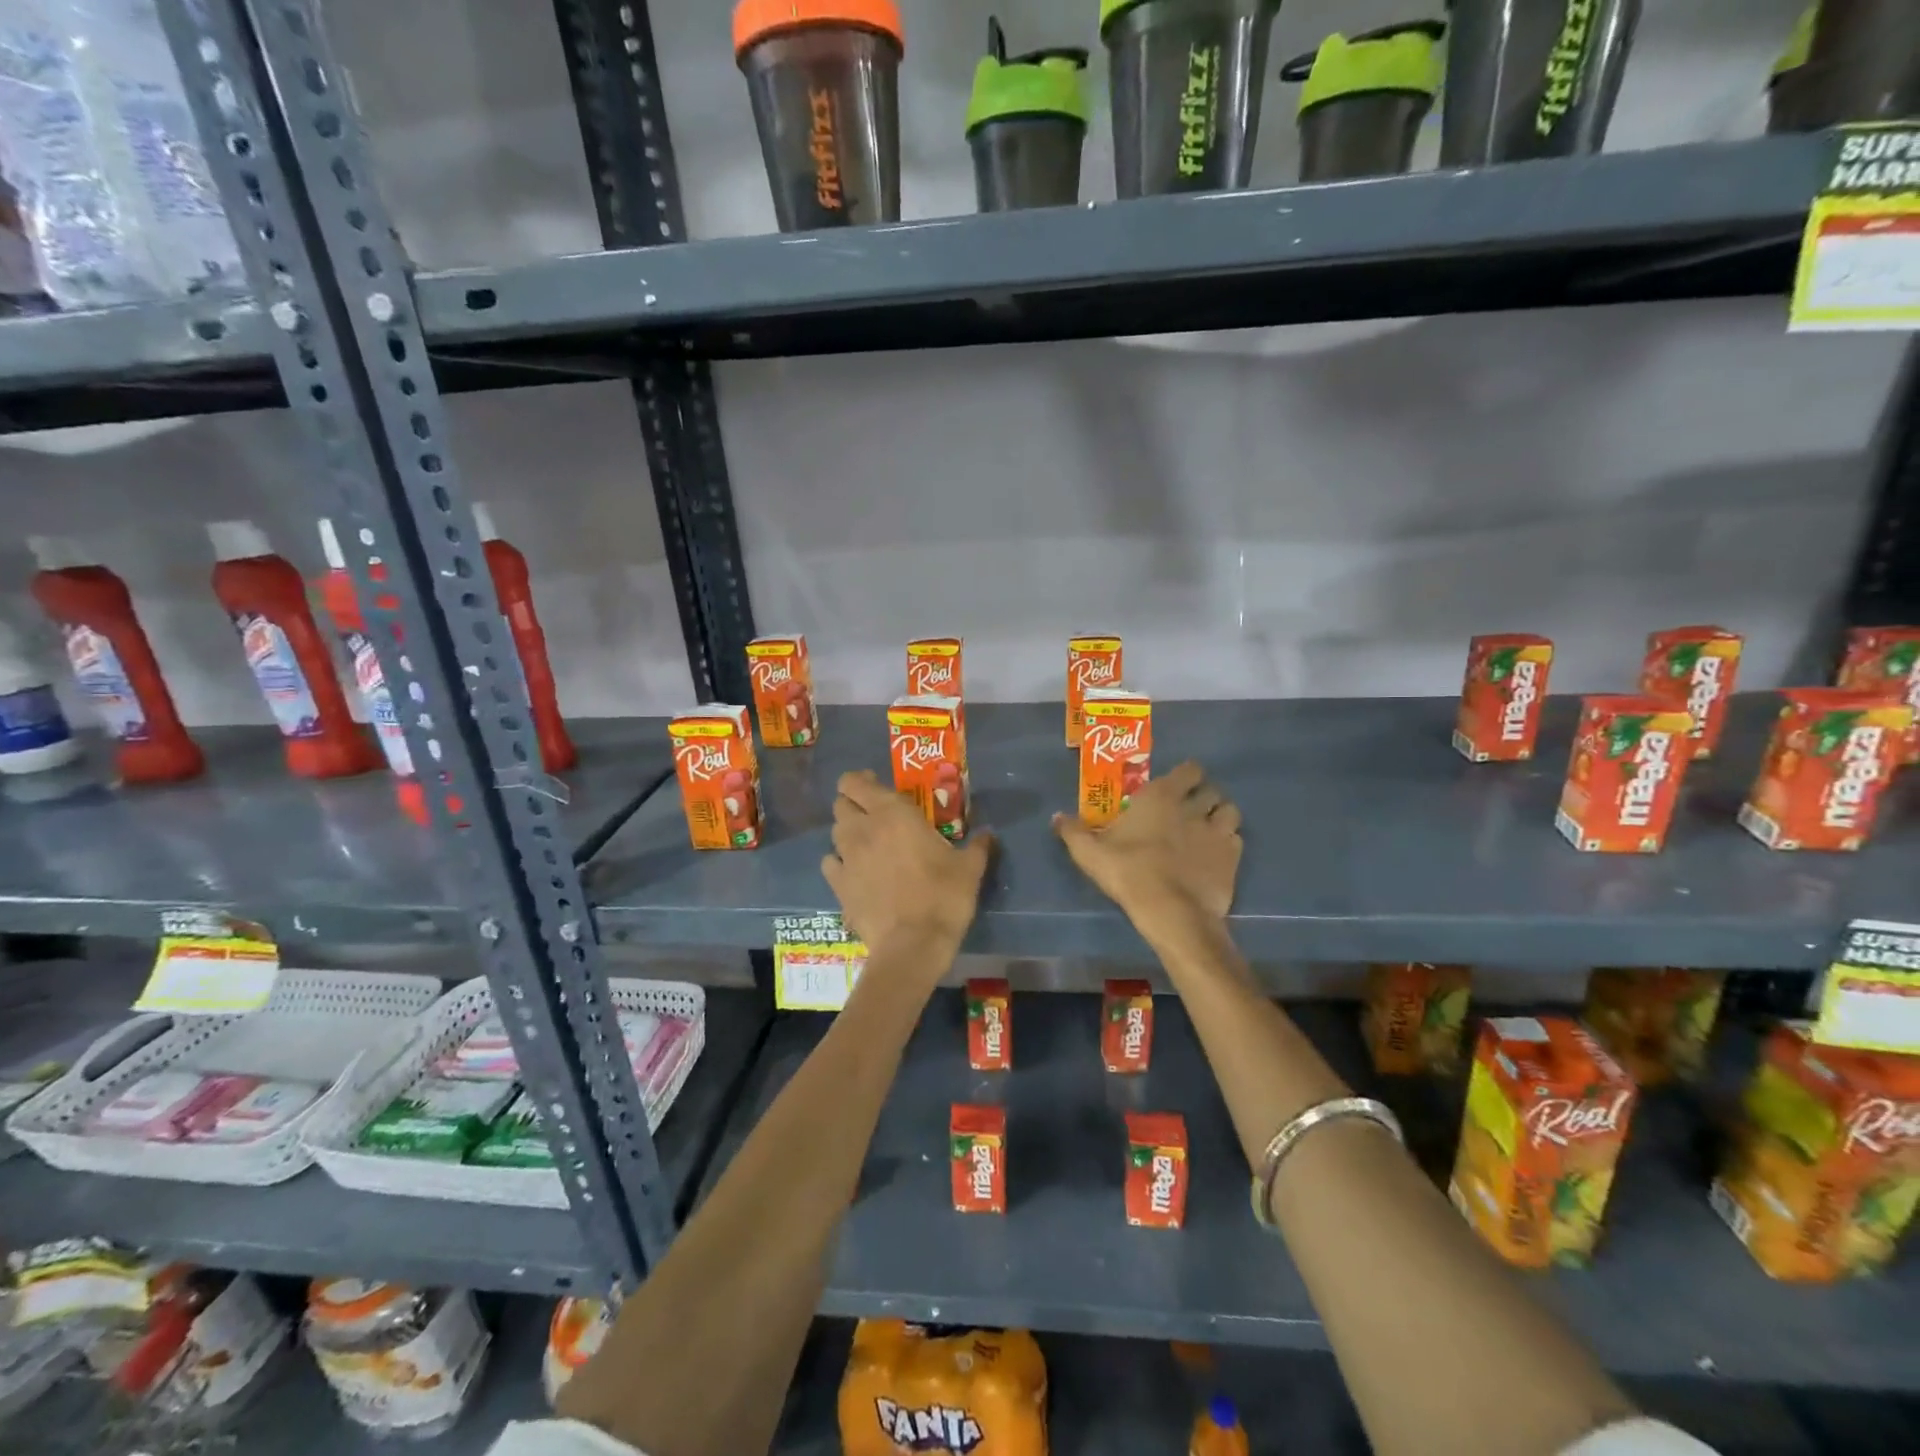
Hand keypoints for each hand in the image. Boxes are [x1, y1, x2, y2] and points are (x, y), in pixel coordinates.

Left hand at [822, 770, 993, 957]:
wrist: (913, 944)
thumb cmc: (944, 896)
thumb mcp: (970, 869)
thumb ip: (978, 846)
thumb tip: (988, 835)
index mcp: (892, 813)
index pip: (856, 782)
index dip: (861, 780)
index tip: (875, 786)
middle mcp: (863, 829)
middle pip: (841, 804)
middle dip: (853, 804)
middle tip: (873, 814)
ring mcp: (846, 858)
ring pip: (835, 832)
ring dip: (847, 832)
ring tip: (865, 843)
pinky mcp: (837, 886)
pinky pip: (830, 863)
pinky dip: (838, 862)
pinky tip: (853, 872)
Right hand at [1054, 761, 1240, 942]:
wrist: (1171, 910)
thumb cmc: (1128, 872)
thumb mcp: (1090, 853)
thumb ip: (1073, 832)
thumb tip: (1056, 817)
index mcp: (1161, 796)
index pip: (1189, 770)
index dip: (1186, 775)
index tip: (1177, 785)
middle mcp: (1194, 806)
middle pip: (1211, 789)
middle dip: (1204, 795)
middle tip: (1190, 809)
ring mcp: (1218, 831)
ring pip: (1230, 810)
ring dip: (1221, 815)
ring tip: (1208, 828)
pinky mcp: (1232, 857)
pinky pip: (1236, 840)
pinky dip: (1229, 843)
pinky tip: (1216, 855)